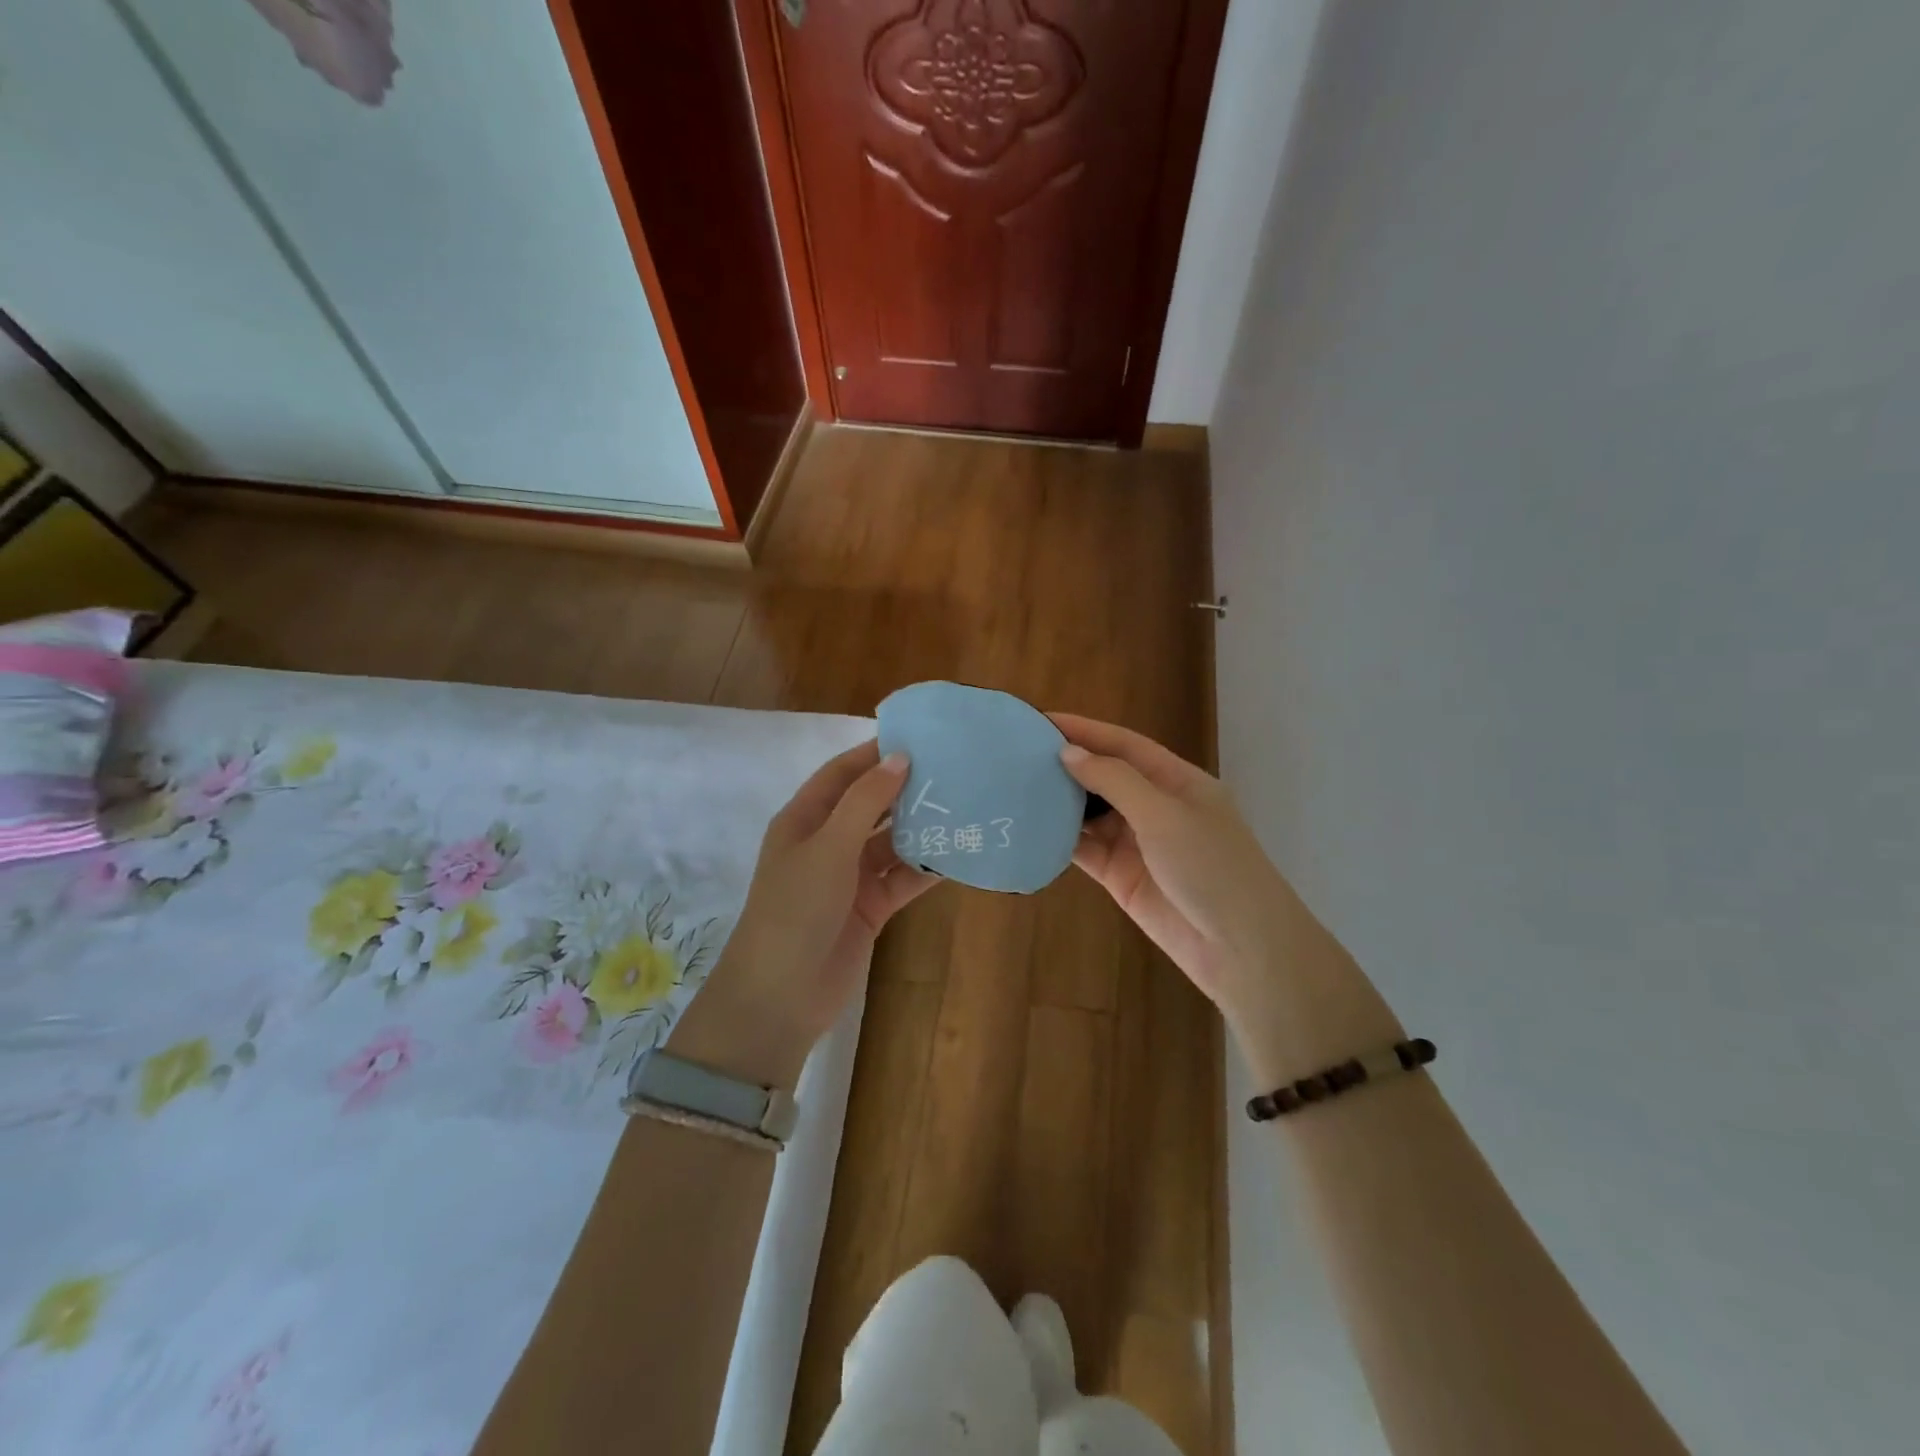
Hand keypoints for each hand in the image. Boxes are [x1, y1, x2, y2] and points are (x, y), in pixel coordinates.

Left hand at [670, 741, 937, 1088]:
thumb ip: (865, 801)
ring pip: (891, 842)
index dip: (874, 754)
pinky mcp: (870, 908)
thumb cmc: (795, 909)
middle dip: (905, 789)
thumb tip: (900, 757)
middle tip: (952, 771)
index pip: (842, 774)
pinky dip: (926, 868)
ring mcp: (849, 877)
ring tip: (964, 807)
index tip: (919, 737)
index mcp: (804, 820)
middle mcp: (827, 843)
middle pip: (870, 806)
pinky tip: (958, 855)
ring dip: (921, 828)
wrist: (781, 996)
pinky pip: (902, 878)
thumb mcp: (828, 847)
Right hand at [1053, 715, 1398, 1082]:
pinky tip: (1030, 827)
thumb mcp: (1165, 814)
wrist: (1240, 948)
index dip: (1084, 729)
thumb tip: (1069, 753)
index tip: (1040, 719)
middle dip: (1066, 763)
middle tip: (1017, 753)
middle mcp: (1155, 806)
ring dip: (1059, 801)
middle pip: (1104, 776)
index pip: (1123, 744)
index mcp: (1176, 780)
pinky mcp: (1121, 876)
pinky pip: (1084, 849)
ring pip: (1090, 813)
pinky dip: (1059, 839)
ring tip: (1015, 786)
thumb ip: (1115, 781)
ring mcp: (1137, 843)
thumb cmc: (1211, 867)